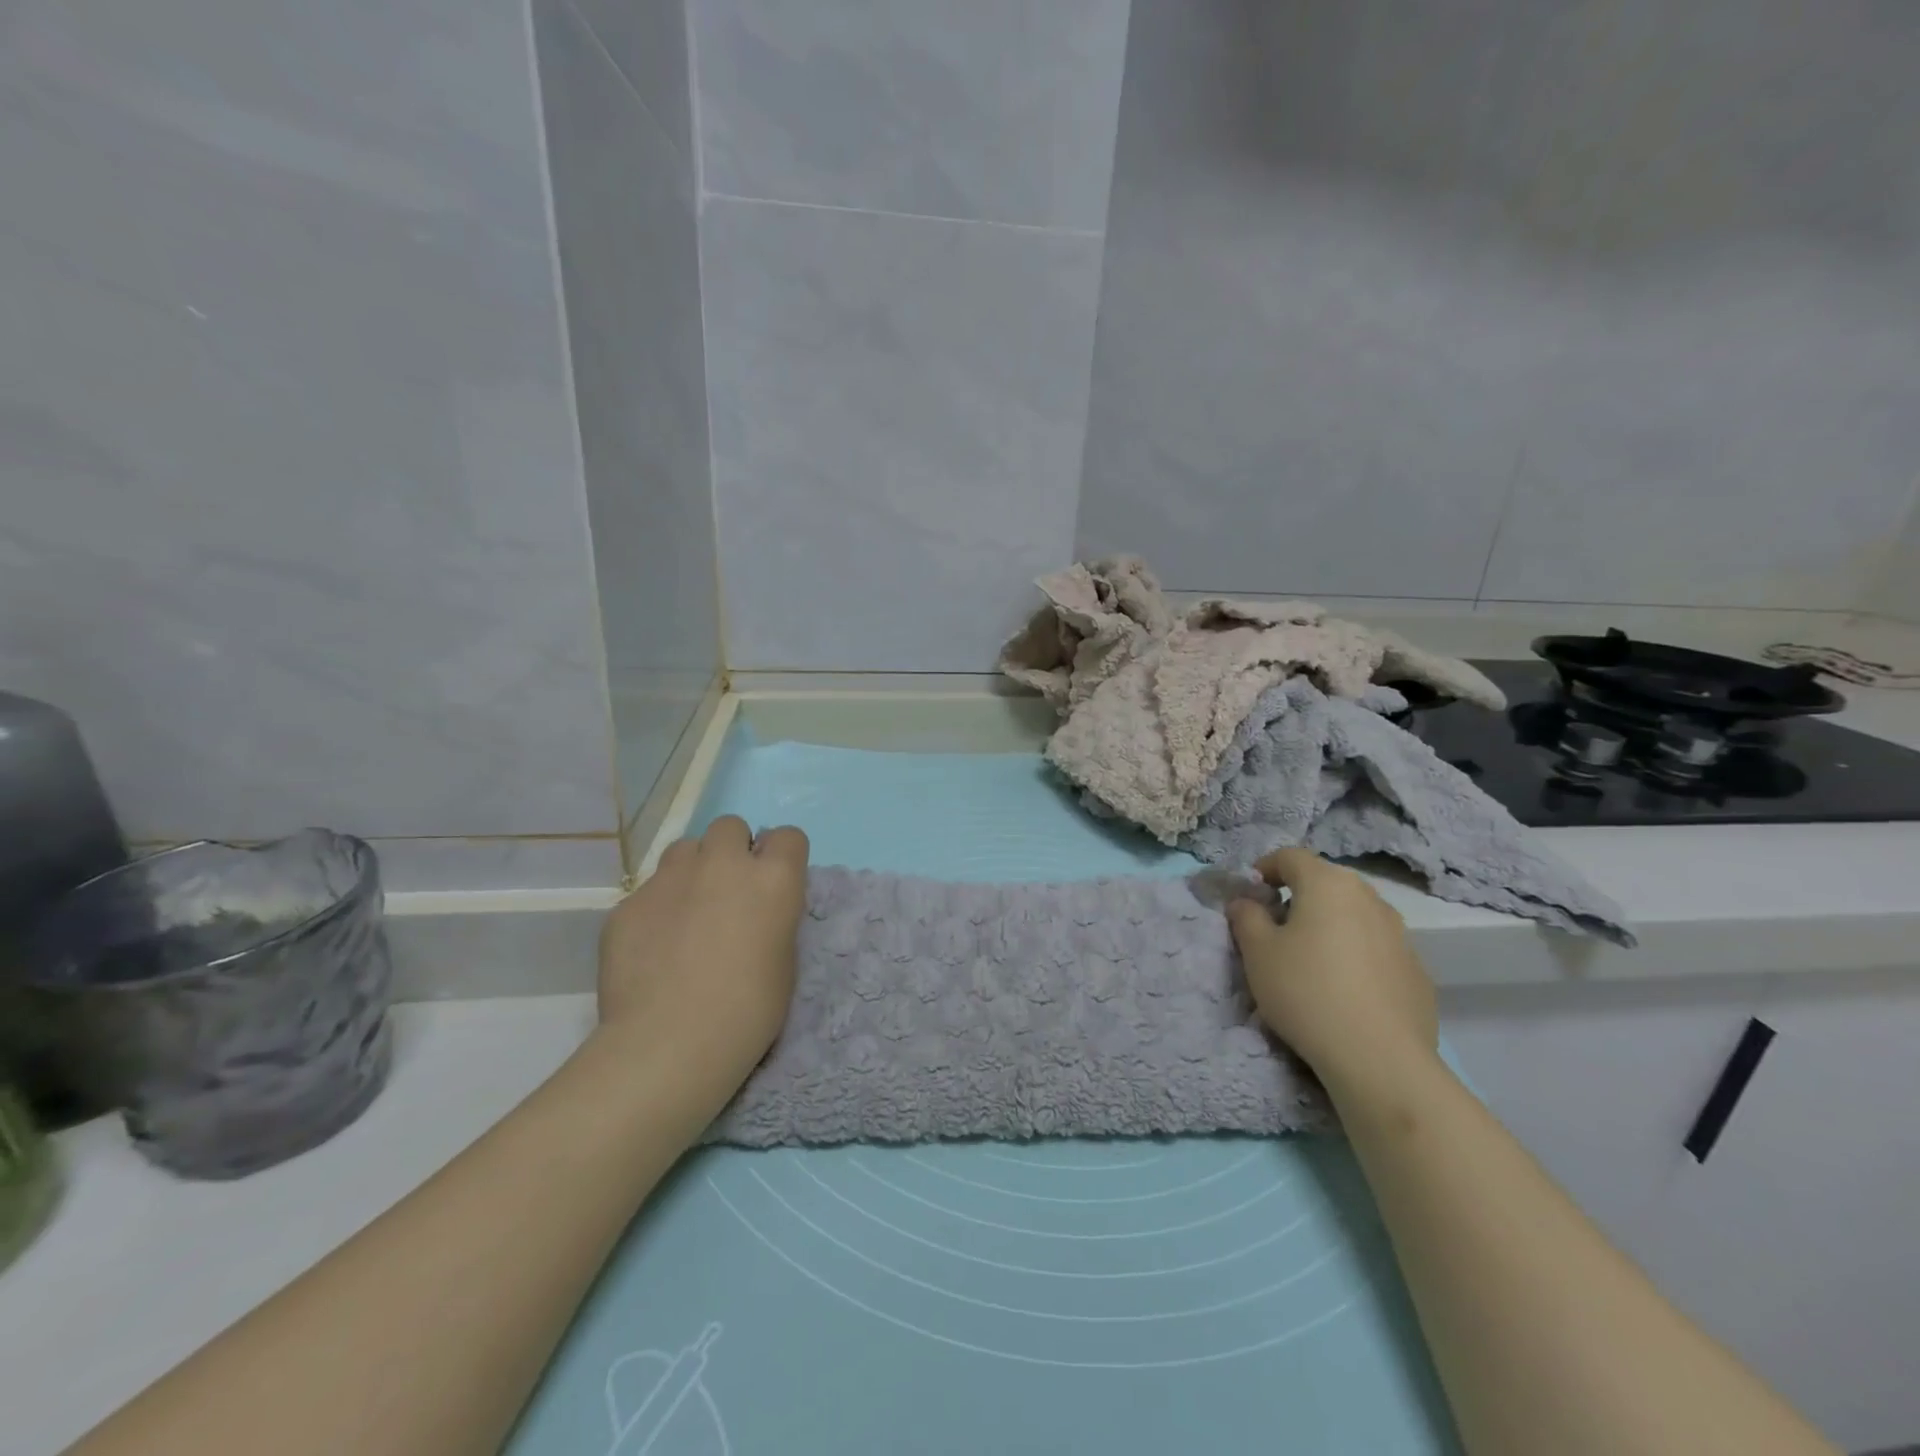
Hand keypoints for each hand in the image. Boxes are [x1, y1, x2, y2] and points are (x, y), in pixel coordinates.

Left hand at [594, 816, 809, 1125]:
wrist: (669, 1043)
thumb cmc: (747, 1011)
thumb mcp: (783, 960)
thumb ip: (771, 917)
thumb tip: (753, 910)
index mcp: (773, 878)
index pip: (788, 836)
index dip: (782, 857)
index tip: (775, 883)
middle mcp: (723, 863)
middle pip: (730, 827)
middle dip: (731, 850)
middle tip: (728, 892)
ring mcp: (670, 878)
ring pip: (684, 849)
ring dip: (692, 870)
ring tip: (687, 912)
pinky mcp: (628, 902)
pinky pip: (648, 890)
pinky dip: (656, 909)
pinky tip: (653, 948)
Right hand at [1226, 848, 1437, 1093]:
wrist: (1380, 1058)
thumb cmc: (1306, 991)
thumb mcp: (1257, 952)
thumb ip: (1246, 917)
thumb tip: (1246, 902)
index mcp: (1327, 884)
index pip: (1290, 856)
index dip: (1265, 869)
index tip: (1250, 895)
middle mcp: (1369, 898)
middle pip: (1326, 883)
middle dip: (1298, 897)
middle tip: (1276, 928)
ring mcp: (1400, 934)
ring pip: (1354, 915)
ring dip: (1330, 925)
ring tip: (1311, 961)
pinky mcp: (1417, 970)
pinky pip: (1376, 948)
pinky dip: (1356, 955)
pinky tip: (1344, 990)